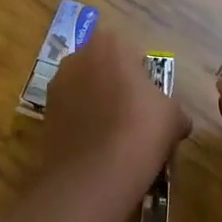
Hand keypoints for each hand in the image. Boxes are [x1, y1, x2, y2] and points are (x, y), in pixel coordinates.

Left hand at [41, 29, 188, 187]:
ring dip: (96, 104)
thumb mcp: (173, 117)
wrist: (94, 175)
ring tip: (113, 135)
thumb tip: (178, 122)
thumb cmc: (140, 131)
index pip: (131, 53)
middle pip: (103, 68)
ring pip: (84, 89)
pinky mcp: (44, 113)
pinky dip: (81, 123)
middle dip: (115, 86)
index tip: (149, 101)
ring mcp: (56, 85)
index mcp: (110, 45)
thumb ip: (174, 109)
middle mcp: (77, 57)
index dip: (142, 76)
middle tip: (133, 115)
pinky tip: (95, 147)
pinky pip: (70, 112)